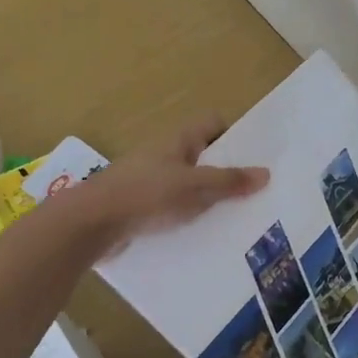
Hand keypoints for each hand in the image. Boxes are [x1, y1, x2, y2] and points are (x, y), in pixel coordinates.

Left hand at [69, 115, 267, 253]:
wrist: (91, 223)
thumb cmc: (146, 194)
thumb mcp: (194, 187)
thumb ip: (229, 181)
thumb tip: (266, 173)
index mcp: (178, 139)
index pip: (212, 123)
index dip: (234, 135)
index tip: (254, 158)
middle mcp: (165, 154)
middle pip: (203, 156)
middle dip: (226, 172)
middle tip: (254, 194)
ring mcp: (150, 180)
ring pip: (189, 184)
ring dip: (207, 199)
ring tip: (236, 218)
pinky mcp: (141, 206)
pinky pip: (173, 206)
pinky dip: (188, 217)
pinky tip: (203, 235)